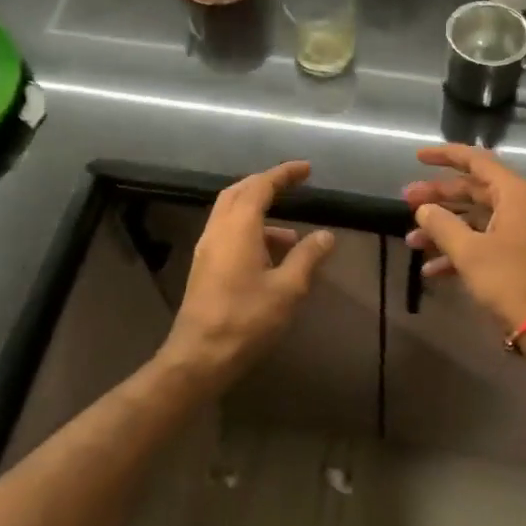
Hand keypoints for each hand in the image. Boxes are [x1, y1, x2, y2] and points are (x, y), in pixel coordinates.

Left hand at [161, 161, 335, 390]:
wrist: (200, 356)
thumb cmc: (246, 319)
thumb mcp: (287, 289)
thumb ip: (307, 257)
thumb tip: (325, 236)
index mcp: (238, 228)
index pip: (260, 186)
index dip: (283, 174)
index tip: (305, 169)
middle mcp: (218, 231)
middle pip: (239, 193)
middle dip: (265, 185)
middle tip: (292, 186)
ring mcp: (207, 250)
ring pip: (231, 215)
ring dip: (259, 214)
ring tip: (293, 237)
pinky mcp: (204, 268)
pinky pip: (228, 235)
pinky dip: (251, 233)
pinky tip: (272, 259)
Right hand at [402, 145, 525, 335]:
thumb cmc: (512, 281)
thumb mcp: (470, 252)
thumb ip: (442, 225)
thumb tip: (424, 208)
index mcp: (515, 194)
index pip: (477, 161)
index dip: (446, 156)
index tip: (418, 157)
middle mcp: (523, 207)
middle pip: (475, 191)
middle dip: (439, 198)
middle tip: (406, 201)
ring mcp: (525, 233)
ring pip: (477, 220)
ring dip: (444, 229)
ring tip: (411, 241)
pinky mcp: (523, 257)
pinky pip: (487, 243)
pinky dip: (461, 251)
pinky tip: (432, 270)